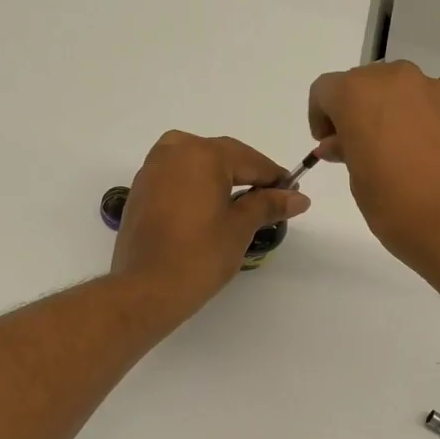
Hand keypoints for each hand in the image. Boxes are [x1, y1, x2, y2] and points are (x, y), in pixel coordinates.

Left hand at [111, 131, 309, 319]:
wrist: (146, 288)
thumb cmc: (200, 255)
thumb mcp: (240, 227)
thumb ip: (268, 205)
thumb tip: (298, 198)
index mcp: (203, 153)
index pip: (250, 160)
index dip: (274, 177)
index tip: (293, 193)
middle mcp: (175, 150)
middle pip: (222, 157)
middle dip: (248, 176)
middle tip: (271, 200)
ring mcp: (152, 168)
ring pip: (197, 164)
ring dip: (221, 179)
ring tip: (242, 204)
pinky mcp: (140, 189)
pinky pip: (177, 177)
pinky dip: (197, 187)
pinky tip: (210, 208)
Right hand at [308, 61, 439, 273]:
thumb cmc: (398, 206)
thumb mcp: (359, 182)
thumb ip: (347, 152)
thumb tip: (342, 144)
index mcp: (358, 94)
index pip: (325, 91)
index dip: (320, 116)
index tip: (328, 145)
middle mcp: (396, 79)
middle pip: (364, 84)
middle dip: (355, 111)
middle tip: (357, 150)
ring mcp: (434, 89)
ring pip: (399, 92)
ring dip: (388, 113)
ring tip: (394, 155)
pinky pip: (428, 104)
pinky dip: (418, 121)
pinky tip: (424, 156)